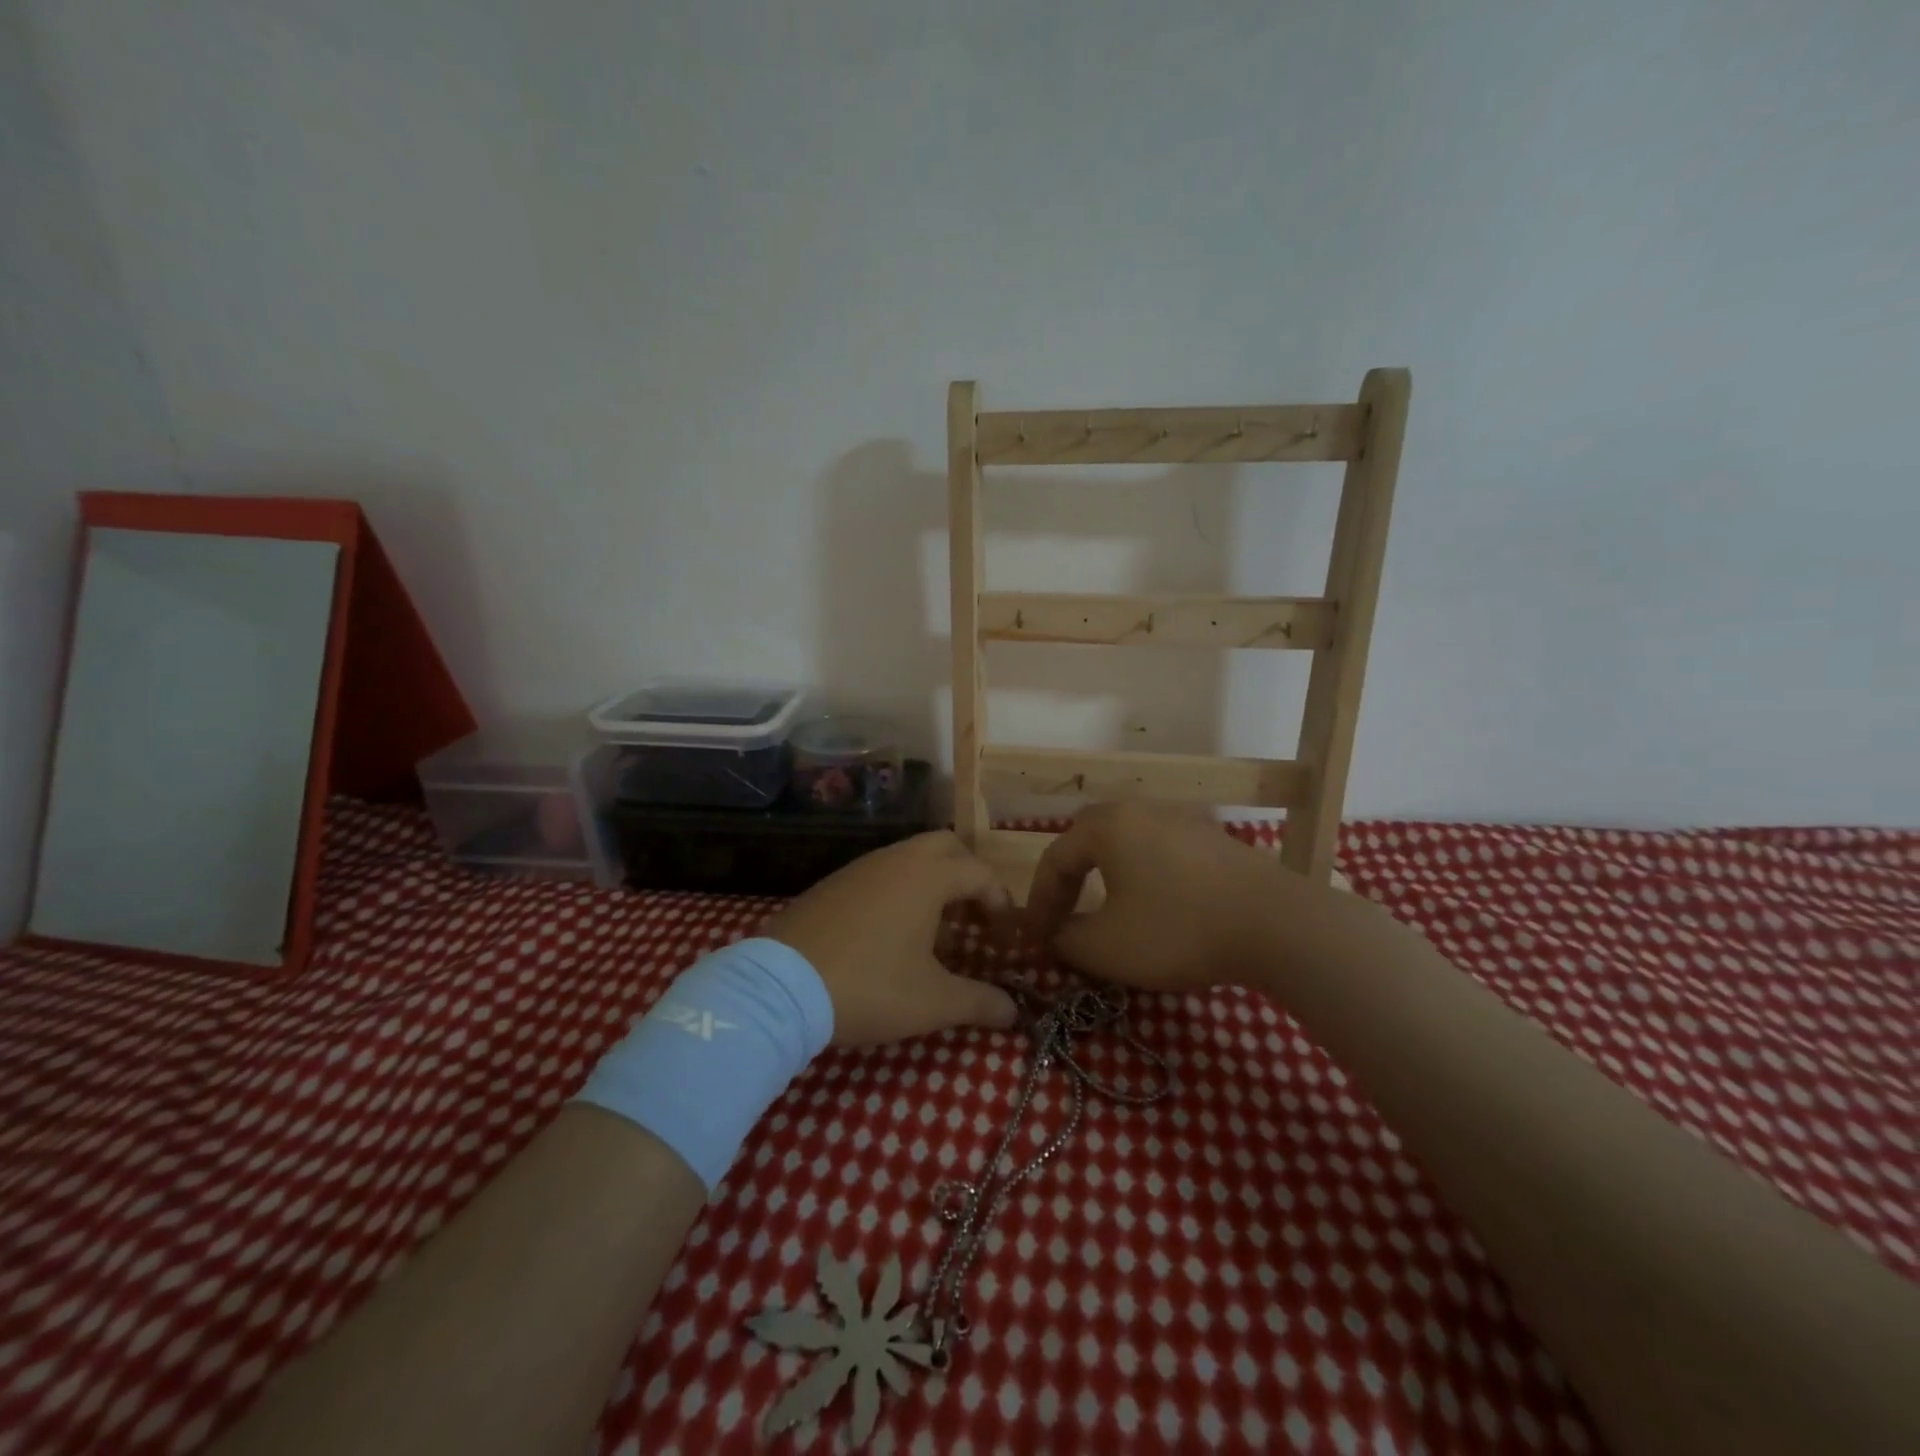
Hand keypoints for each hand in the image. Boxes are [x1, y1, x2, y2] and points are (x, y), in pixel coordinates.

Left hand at [763, 832, 1018, 1045]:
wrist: (780, 988)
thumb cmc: (869, 986)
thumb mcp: (932, 1002)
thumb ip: (979, 1002)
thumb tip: (1014, 1011)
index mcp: (927, 876)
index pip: (980, 873)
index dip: (1001, 902)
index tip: (1006, 936)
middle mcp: (895, 860)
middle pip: (946, 846)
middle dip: (968, 874)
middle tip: (973, 914)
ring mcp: (858, 868)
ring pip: (908, 856)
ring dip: (931, 882)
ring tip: (935, 928)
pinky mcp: (831, 884)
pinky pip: (878, 873)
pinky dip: (898, 890)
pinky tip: (890, 932)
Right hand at [1025, 802, 1328, 991]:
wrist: (1278, 925)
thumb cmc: (1177, 929)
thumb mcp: (1105, 948)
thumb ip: (1066, 940)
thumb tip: (1058, 935)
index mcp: (1107, 825)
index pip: (1055, 859)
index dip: (1038, 903)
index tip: (1035, 940)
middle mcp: (1141, 810)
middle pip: (1087, 843)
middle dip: (1069, 883)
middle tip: (1062, 919)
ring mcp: (1182, 821)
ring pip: (1126, 848)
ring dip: (1106, 881)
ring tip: (1105, 917)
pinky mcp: (1214, 841)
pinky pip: (1161, 856)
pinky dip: (1144, 882)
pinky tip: (1155, 912)